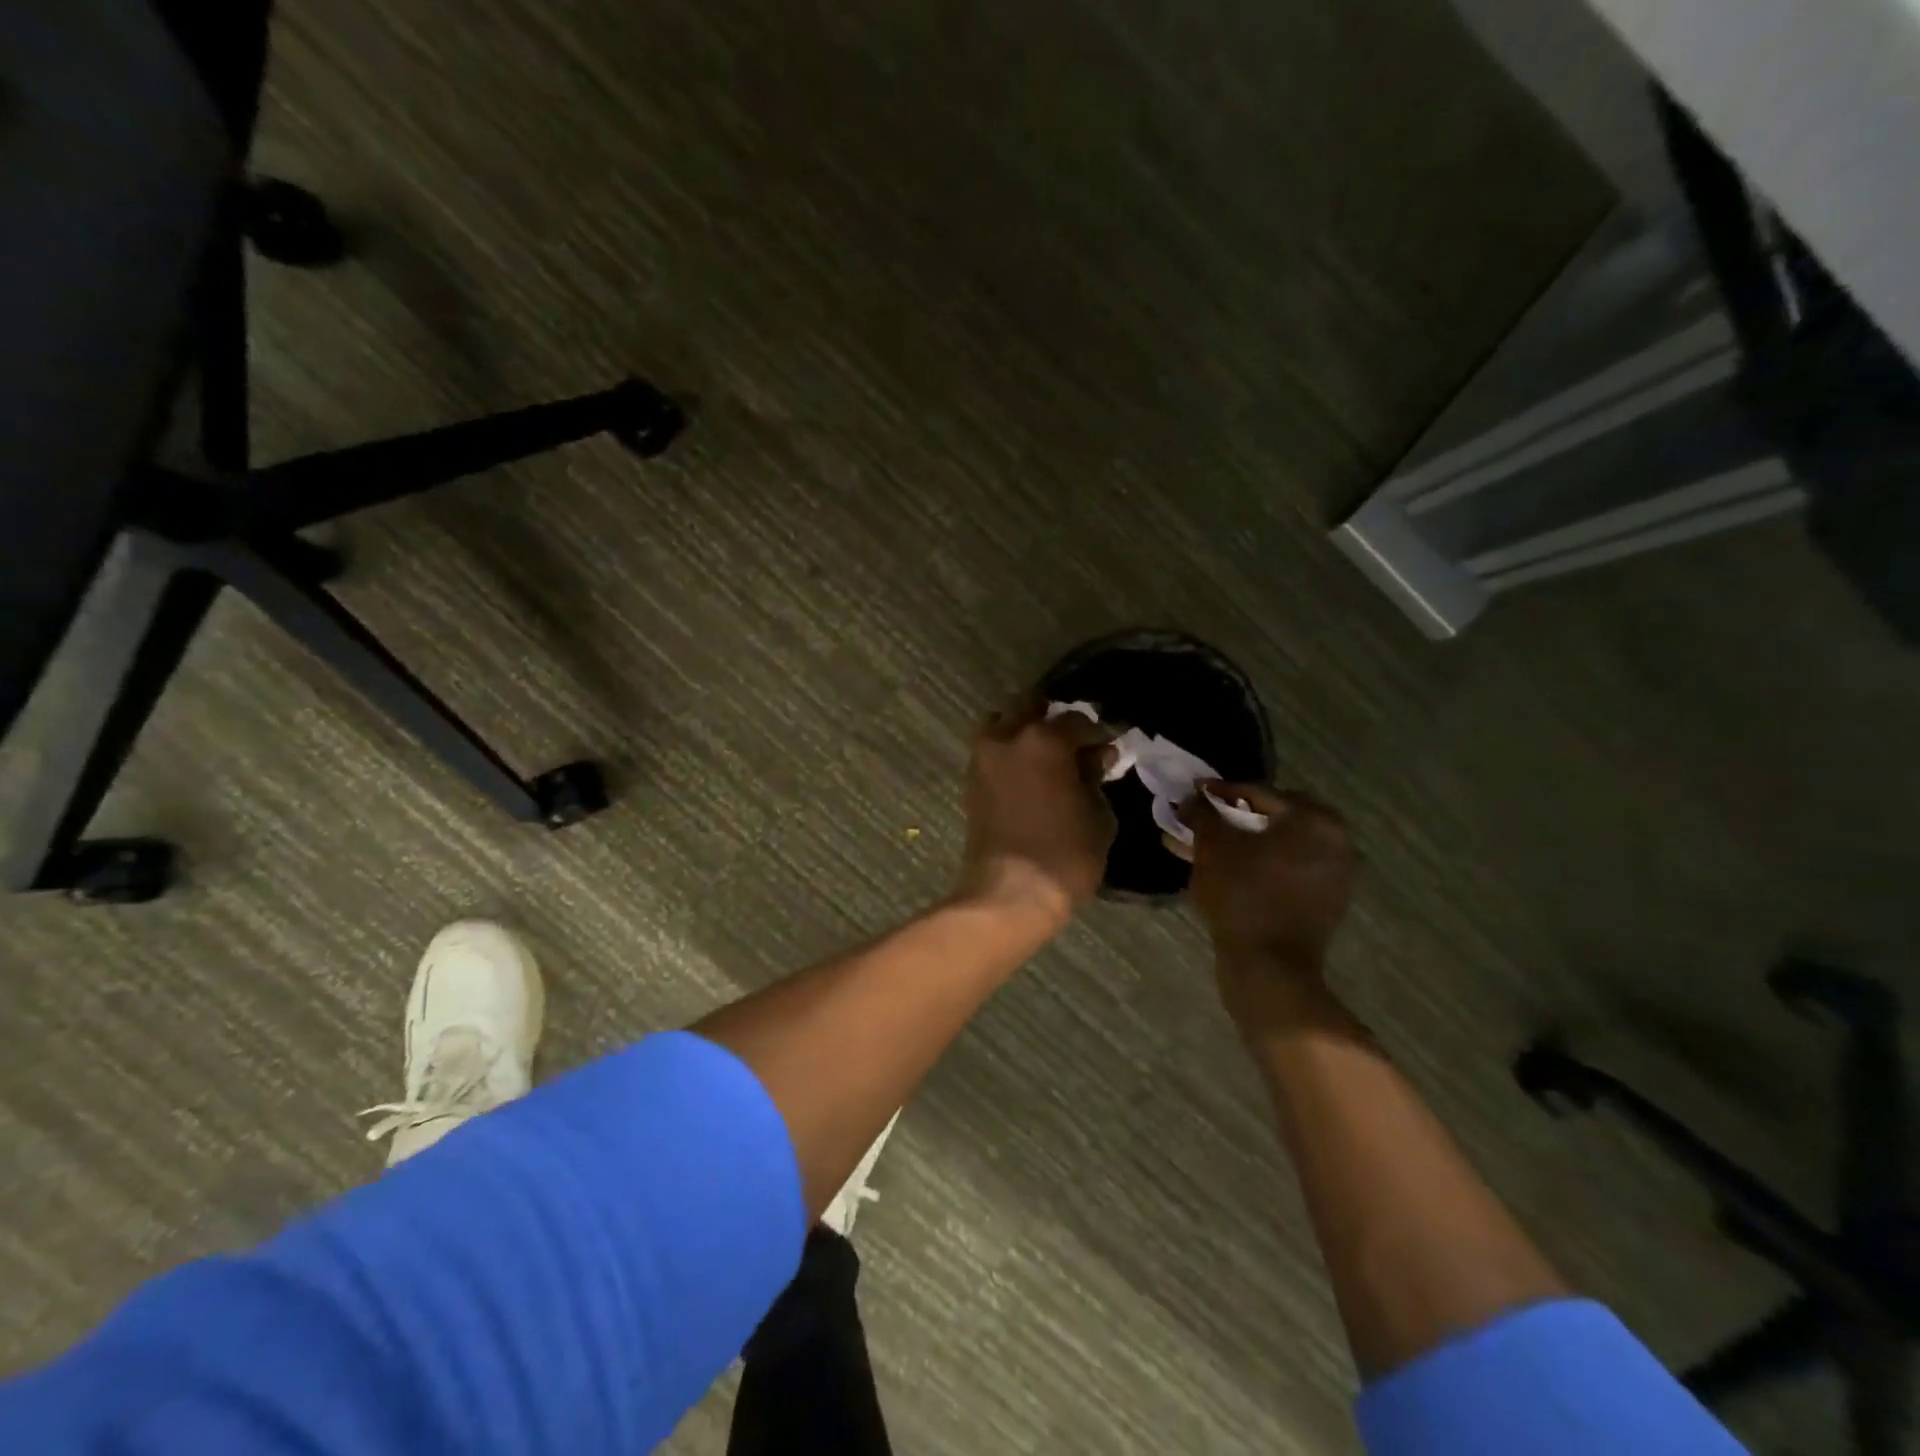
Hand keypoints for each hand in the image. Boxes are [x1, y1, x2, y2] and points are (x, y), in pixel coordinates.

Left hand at [954, 703, 1116, 924]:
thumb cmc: (1065, 855)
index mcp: (1044, 739)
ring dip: (1024, 730)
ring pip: (1003, 724)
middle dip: (1055, 719)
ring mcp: (984, 758)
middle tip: (1076, 741)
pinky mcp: (971, 781)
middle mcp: (1009, 737)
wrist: (1009, 893)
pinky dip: (1009, 753)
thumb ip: (1096, 778)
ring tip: (1047, 755)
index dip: (1100, 732)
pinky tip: (1029, 772)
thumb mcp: (1099, 816)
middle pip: (1032, 708)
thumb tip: (1095, 759)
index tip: (1111, 743)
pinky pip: (992, 751)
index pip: (1079, 721)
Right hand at [1176, 784, 1357, 1015]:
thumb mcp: (1213, 846)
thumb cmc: (1242, 895)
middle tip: (1201, 819)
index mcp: (1314, 819)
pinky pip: (1285, 870)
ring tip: (1201, 847)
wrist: (1270, 967)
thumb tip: (1191, 797)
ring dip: (1240, 843)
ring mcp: (1334, 874)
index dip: (1219, 792)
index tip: (1192, 792)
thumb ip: (1202, 813)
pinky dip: (1257, 865)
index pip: (1258, 793)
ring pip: (1276, 846)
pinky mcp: (1325, 901)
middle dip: (1231, 818)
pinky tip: (1223, 870)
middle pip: (1271, 818)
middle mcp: (1335, 841)